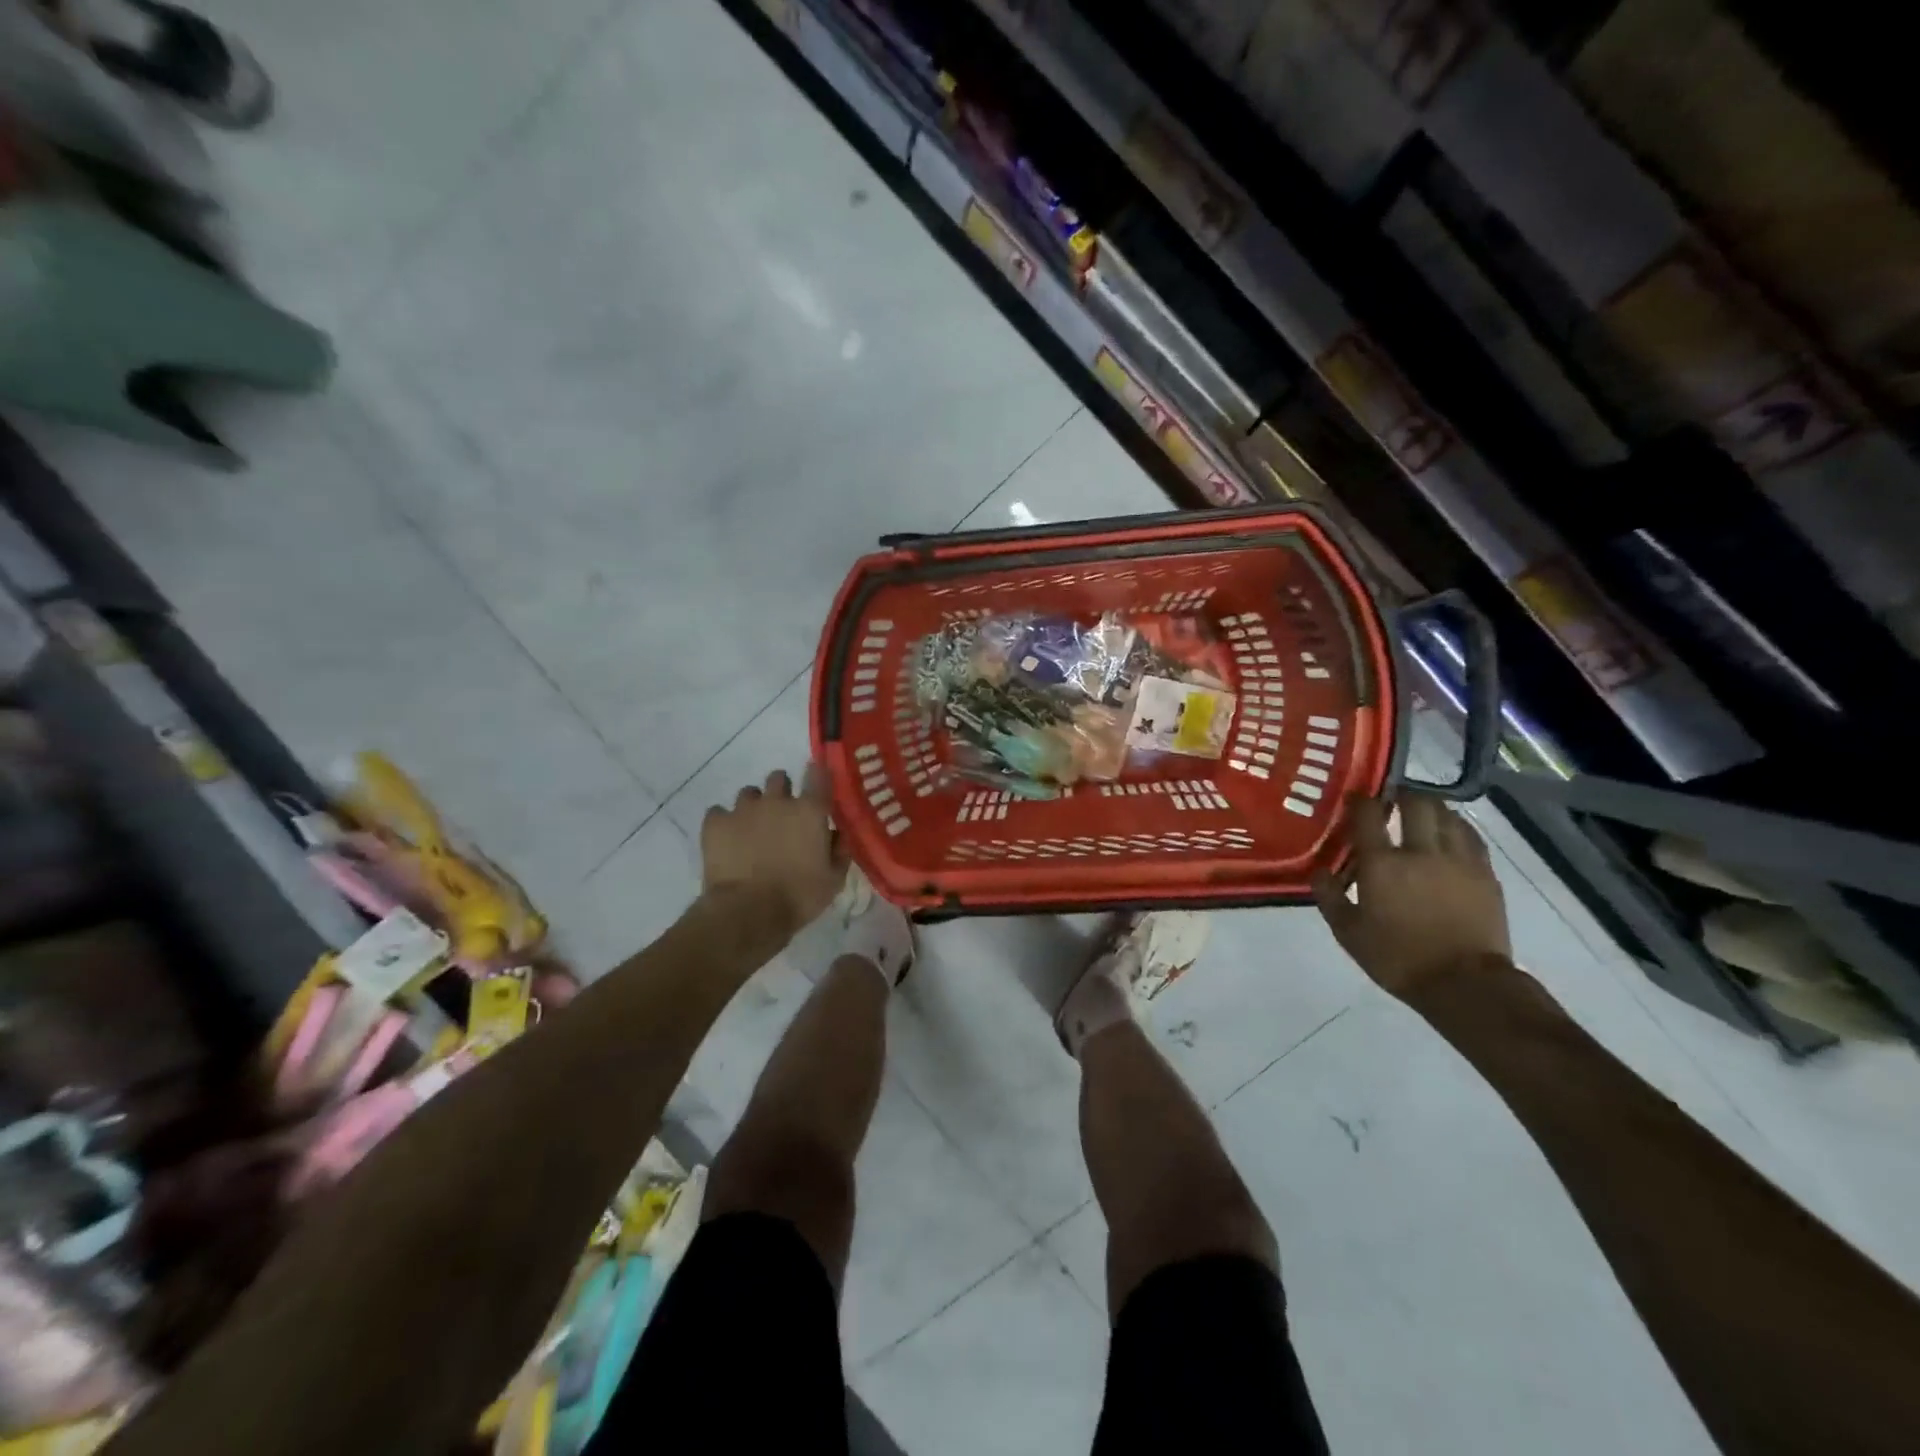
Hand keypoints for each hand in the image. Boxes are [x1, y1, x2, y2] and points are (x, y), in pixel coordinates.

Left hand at [700, 765, 846, 936]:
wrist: (748, 912)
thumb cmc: (798, 896)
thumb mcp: (834, 880)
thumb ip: (839, 850)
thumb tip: (837, 834)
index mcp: (810, 811)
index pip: (818, 774)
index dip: (817, 775)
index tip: (816, 784)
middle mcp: (777, 801)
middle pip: (779, 778)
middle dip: (782, 790)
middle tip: (783, 815)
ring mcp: (743, 809)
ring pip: (749, 793)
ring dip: (753, 806)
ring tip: (752, 829)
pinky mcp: (715, 823)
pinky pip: (718, 812)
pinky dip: (724, 822)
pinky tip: (727, 840)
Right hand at [1312, 792, 1511, 999]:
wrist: (1465, 984)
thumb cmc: (1398, 959)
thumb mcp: (1349, 933)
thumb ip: (1330, 897)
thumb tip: (1319, 872)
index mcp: (1382, 865)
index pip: (1368, 815)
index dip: (1360, 800)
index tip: (1354, 797)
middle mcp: (1421, 852)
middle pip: (1416, 803)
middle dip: (1403, 794)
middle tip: (1392, 798)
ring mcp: (1458, 860)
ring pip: (1448, 815)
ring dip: (1432, 808)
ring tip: (1422, 812)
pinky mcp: (1485, 874)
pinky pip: (1471, 837)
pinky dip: (1457, 827)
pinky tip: (1451, 833)